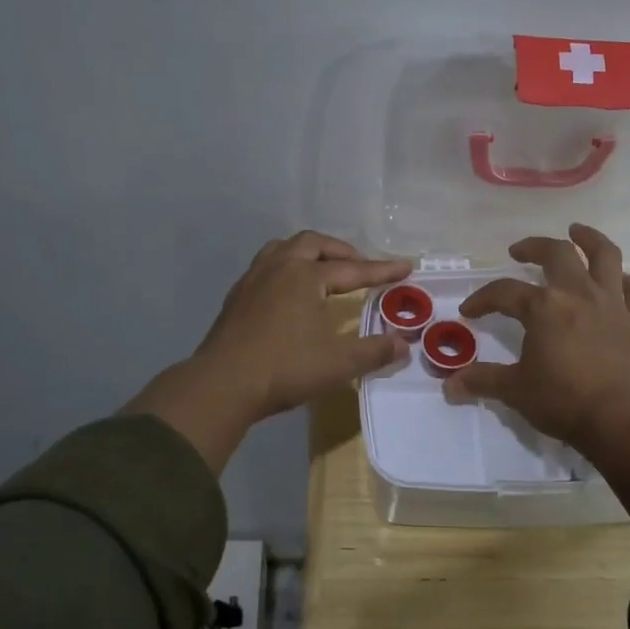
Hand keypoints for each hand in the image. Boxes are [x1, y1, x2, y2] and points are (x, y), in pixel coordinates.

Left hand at [126, 232, 411, 472]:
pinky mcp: (236, 298)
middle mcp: (279, 268)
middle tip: (359, 266)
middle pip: (313, 244)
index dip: (382, 270)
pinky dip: (286, 269)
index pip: (353, 269)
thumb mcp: (339, 364)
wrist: (223, 384)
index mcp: (306, 276)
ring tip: (323, 269)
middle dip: (340, 251)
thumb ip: (374, 352)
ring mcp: (252, 280)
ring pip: (283, 249)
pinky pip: (266, 268)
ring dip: (308, 253)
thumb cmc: (285, 368)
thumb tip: (403, 345)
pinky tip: (289, 293)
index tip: (406, 266)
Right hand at [445, 224, 629, 521]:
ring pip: (605, 256)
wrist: (621, 418)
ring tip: (578, 232)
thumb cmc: (563, 401)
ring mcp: (612, 303)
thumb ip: (483, 381)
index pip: (504, 292)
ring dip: (590, 239)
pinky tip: (619, 280)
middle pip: (557, 253)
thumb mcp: (515, 390)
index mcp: (543, 307)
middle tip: (519, 251)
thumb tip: (449, 385)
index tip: (469, 311)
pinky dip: (626, 280)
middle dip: (534, 247)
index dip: (482, 299)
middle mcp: (578, 293)